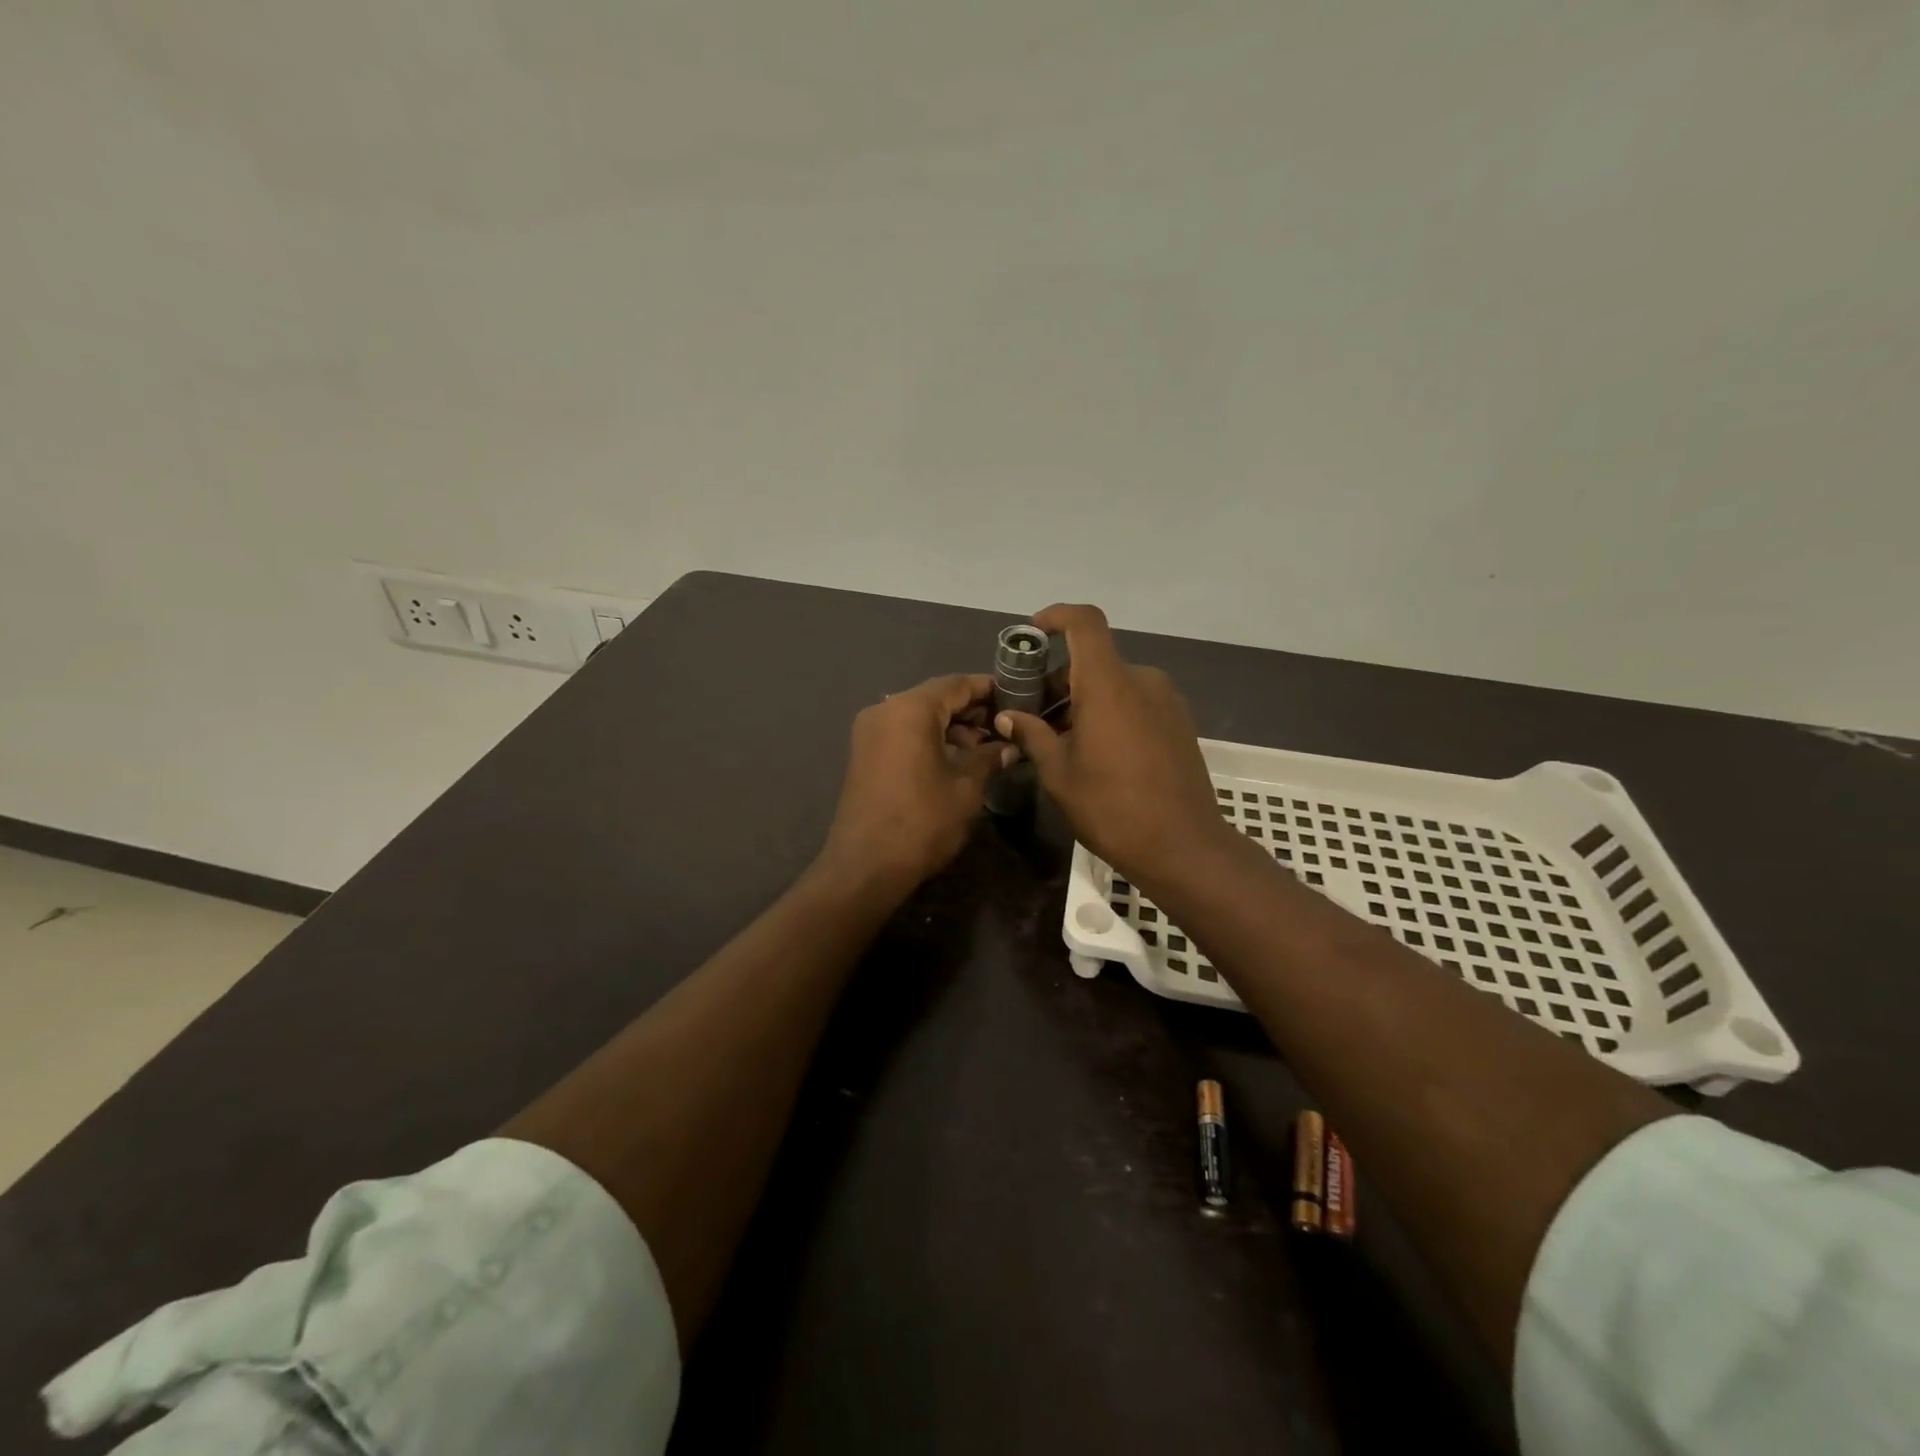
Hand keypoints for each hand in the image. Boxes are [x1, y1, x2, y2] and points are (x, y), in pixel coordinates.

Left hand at [817, 673, 1010, 897]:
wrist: (866, 866)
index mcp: (910, 709)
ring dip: (951, 727)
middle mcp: (885, 710)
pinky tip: (956, 760)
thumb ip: (989, 757)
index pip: (957, 683)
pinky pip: (903, 733)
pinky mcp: (864, 754)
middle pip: (936, 697)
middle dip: (971, 710)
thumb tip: (1009, 746)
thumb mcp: (967, 787)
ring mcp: (870, 732)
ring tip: (986, 748)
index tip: (1018, 699)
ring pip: (918, 716)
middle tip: (1006, 727)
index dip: (989, 689)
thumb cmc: (923, 821)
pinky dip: (930, 739)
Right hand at [994, 605, 1233, 894]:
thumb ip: (1032, 735)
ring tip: (1059, 741)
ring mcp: (1166, 701)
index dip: (1057, 616)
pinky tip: (1095, 752)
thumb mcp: (1059, 774)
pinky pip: (1135, 703)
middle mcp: (1142, 681)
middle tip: (1032, 716)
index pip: (1085, 622)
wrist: (1184, 846)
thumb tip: (1008, 717)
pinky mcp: (1179, 723)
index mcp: (1109, 684)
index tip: (1033, 632)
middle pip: (1093, 662)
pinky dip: (1109, 713)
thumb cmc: (1112, 807)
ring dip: (1083, 701)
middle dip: (1058, 681)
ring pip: (1114, 685)